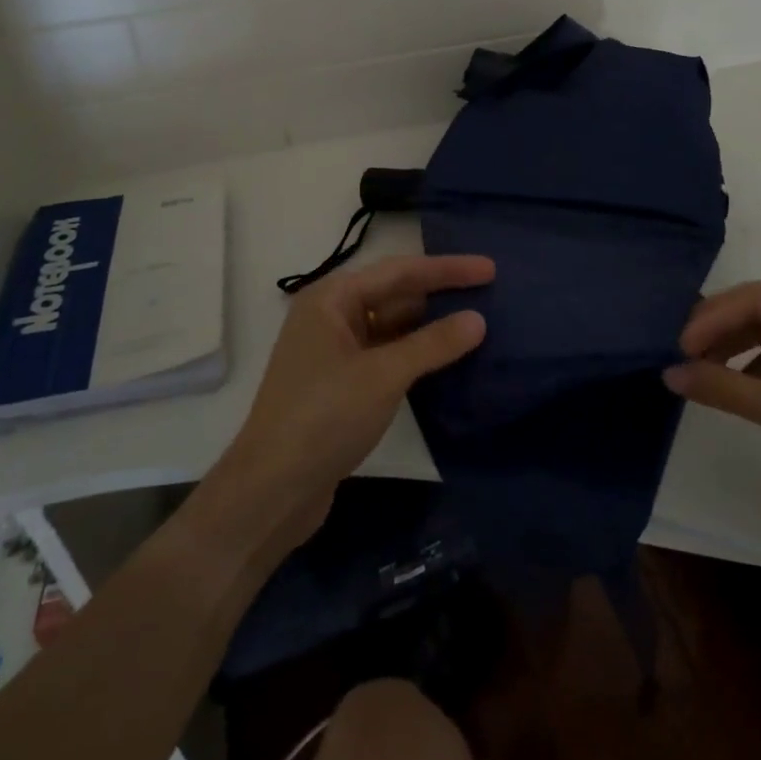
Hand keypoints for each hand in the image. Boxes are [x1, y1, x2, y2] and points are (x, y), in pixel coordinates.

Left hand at [215, 254, 493, 546]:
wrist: (271, 490)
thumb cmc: (324, 417)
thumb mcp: (383, 375)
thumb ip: (433, 344)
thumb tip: (478, 319)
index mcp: (331, 300)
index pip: (399, 271)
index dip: (447, 269)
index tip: (489, 269)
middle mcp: (330, 317)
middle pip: (394, 294)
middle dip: (439, 293)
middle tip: (488, 292)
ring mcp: (334, 352)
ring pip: (390, 326)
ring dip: (428, 325)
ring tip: (475, 323)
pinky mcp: (341, 384)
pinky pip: (386, 354)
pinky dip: (415, 353)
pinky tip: (445, 359)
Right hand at [664, 282, 760, 540]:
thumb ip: (723, 388)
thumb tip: (668, 373)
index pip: (758, 299)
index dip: (713, 318)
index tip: (678, 345)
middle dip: (719, 332)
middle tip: (679, 355)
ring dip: (731, 351)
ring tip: (695, 371)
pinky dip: (750, 372)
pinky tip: (727, 388)